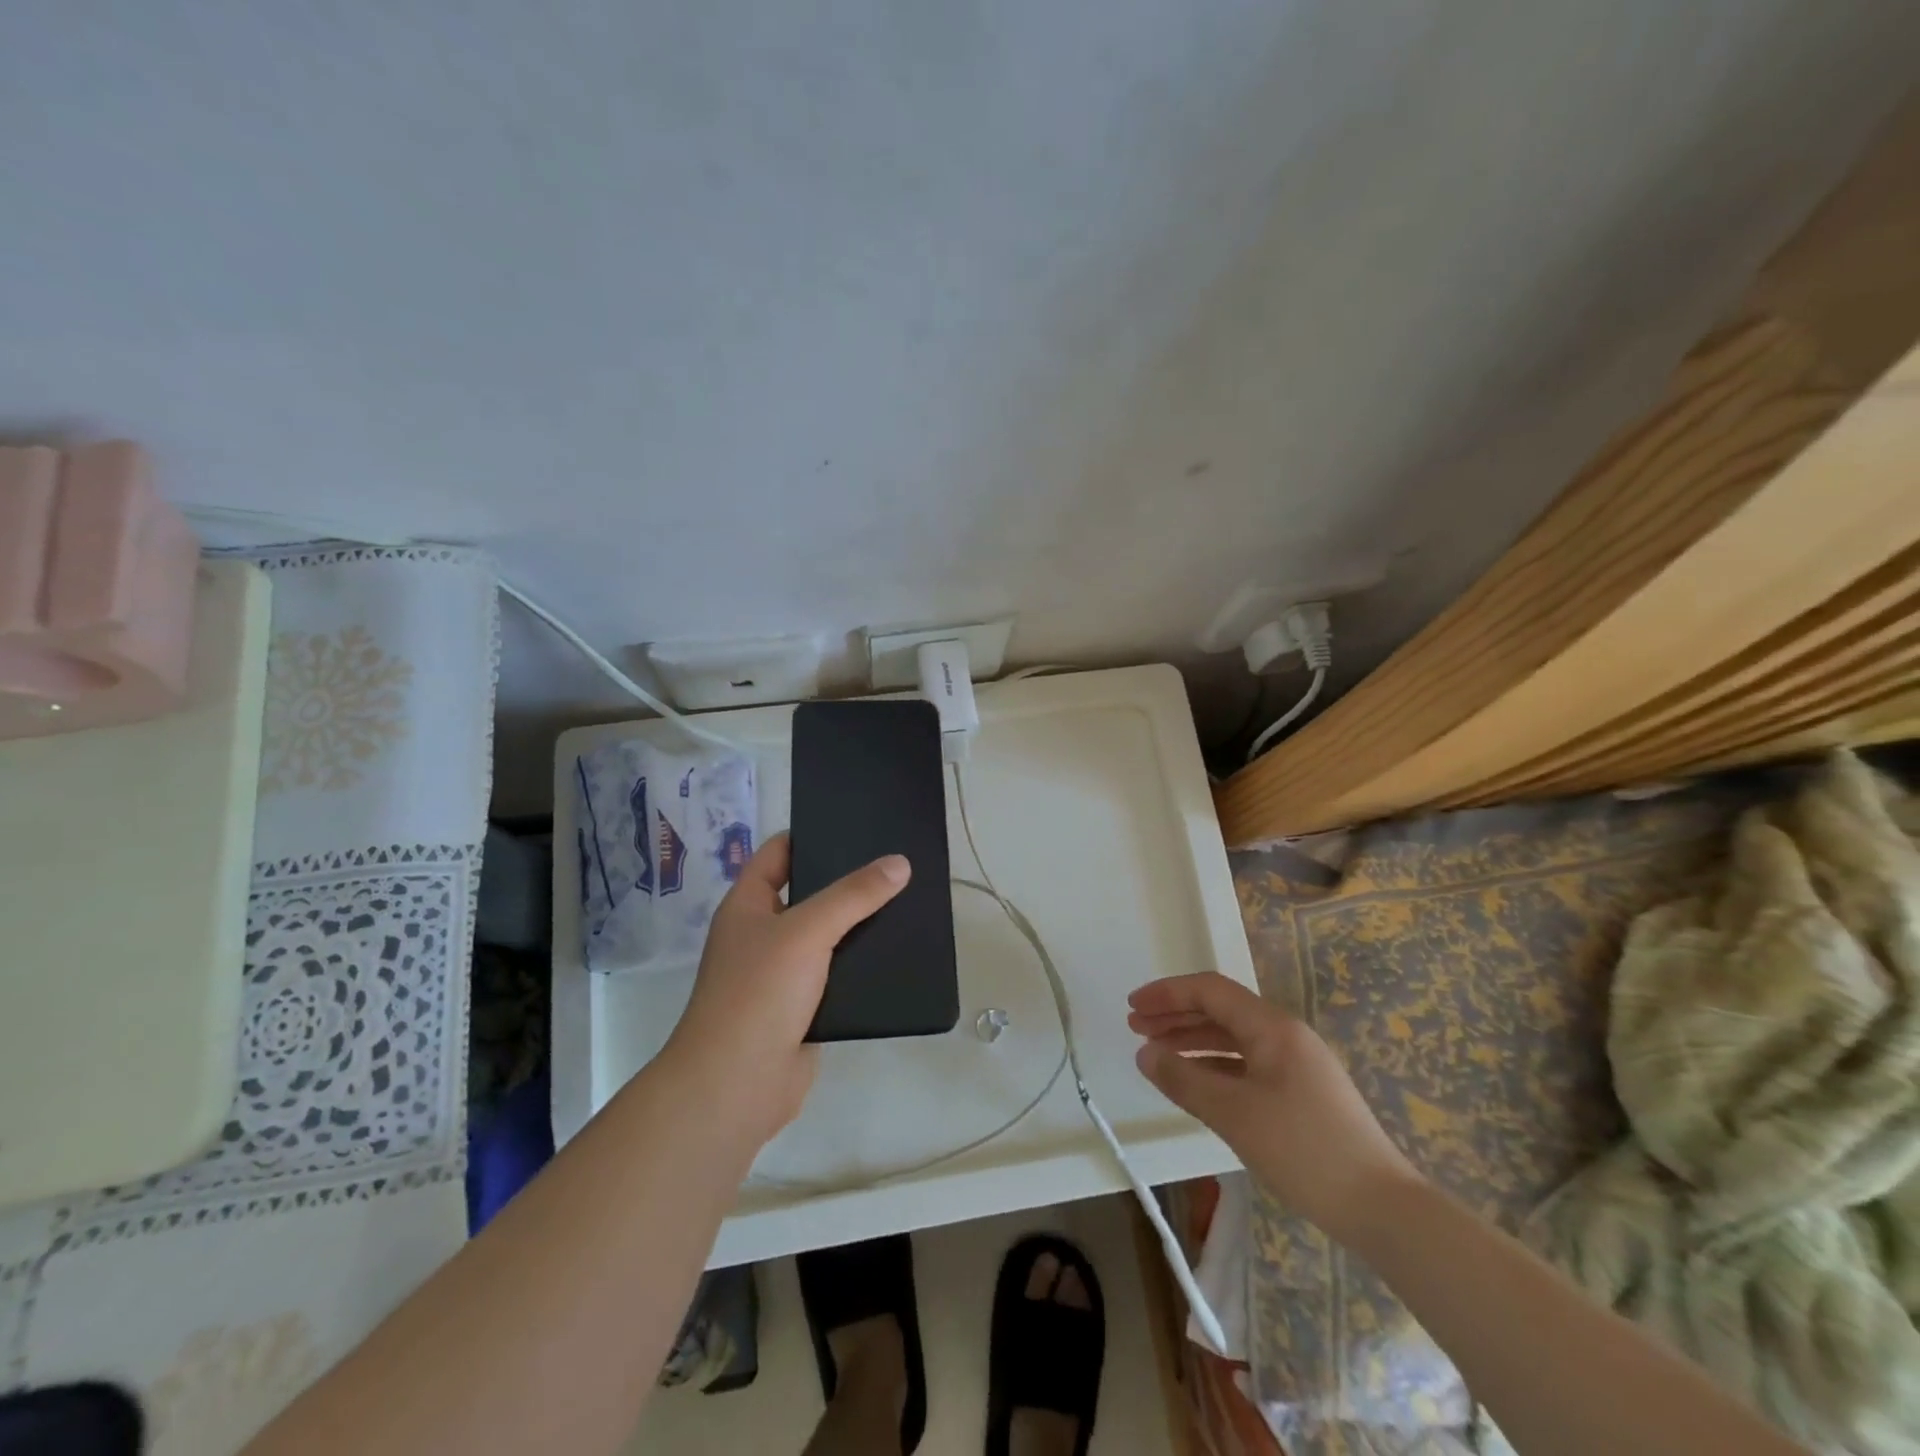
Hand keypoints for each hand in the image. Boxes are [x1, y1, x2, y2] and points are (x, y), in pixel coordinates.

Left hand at [659, 832, 909, 1146]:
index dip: (811, 835)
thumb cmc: (759, 993)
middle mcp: (762, 934)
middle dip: (846, 882)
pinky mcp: (802, 1008)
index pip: (779, 853)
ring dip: (858, 926)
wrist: (737, 1086)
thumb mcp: (807, 931)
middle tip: (895, 864)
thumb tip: (899, 863)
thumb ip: (853, 895)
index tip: (857, 826)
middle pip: (808, 893)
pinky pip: (836, 976)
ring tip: (906, 903)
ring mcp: (781, 974)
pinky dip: (860, 966)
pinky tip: (896, 955)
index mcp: (748, 905)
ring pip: (826, 937)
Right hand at [1128, 972, 1420, 1242]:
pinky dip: (1214, 1064)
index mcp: (1272, 1027)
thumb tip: (1144, 1053)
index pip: (1210, 990)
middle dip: (1175, 1015)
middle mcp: (1284, 1034)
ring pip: (1233, 1037)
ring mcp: (1296, 1063)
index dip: (1167, 993)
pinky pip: (1246, 1062)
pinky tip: (1195, 1081)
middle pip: (1220, 1009)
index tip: (1132, 1006)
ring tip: (1156, 1054)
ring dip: (1192, 1040)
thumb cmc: (1304, 1151)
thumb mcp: (1234, 1114)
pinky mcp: (1301, 1091)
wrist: (1382, 1208)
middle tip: (1135, 1027)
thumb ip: (1184, 1080)